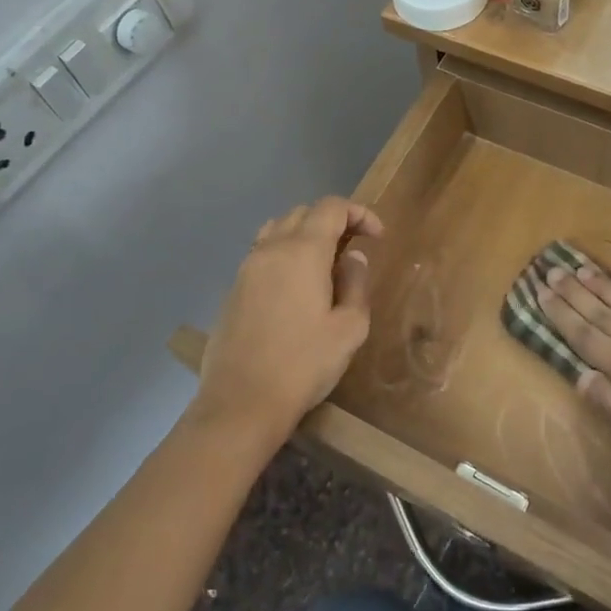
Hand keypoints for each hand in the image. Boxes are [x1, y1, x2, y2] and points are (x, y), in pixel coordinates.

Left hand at [192, 197, 382, 446]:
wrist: (241, 403)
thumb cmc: (304, 365)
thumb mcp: (349, 328)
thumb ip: (355, 283)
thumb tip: (353, 256)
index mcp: (303, 252)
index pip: (331, 208)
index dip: (359, 213)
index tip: (377, 237)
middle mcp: (271, 249)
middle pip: (303, 212)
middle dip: (333, 221)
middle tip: (355, 247)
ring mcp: (247, 267)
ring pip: (278, 228)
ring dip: (305, 233)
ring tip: (325, 262)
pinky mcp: (233, 289)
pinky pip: (262, 252)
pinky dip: (285, 252)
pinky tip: (296, 285)